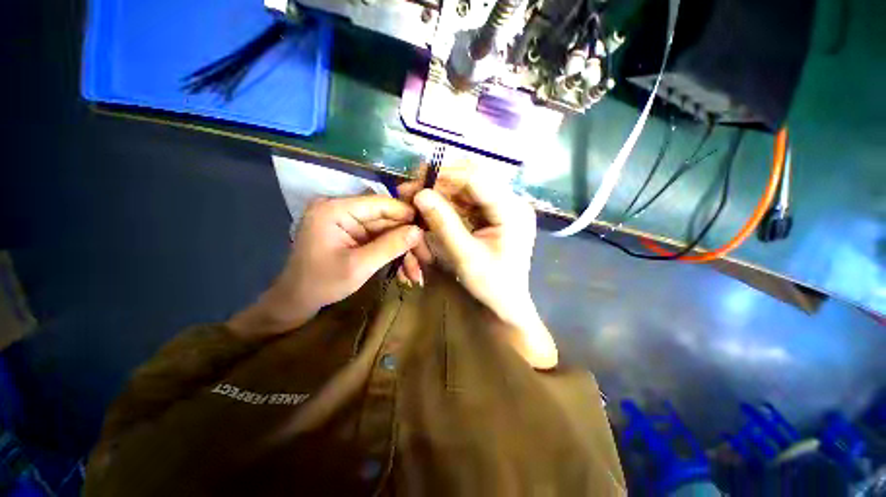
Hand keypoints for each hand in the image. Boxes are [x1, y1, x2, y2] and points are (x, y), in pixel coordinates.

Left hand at [228, 195, 421, 339]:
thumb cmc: (321, 283)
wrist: (297, 300)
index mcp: (335, 209)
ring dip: (402, 250)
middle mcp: (342, 209)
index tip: (428, 228)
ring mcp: (348, 221)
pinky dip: (392, 253)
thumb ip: (390, 246)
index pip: (380, 203)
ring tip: (415, 272)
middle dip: (407, 239)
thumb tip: (419, 231)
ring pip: (386, 230)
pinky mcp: (353, 233)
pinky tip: (404, 270)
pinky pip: (379, 238)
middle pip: (386, 218)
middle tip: (426, 257)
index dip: (406, 214)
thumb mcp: (359, 266)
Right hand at [411, 163, 557, 367]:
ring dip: (441, 191)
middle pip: (472, 179)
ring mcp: (503, 207)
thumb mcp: (465, 257)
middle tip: (411, 190)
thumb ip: (443, 224)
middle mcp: (511, 202)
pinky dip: (448, 202)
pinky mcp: (494, 214)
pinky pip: (468, 201)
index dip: (445, 175)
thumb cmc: (491, 285)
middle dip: (440, 182)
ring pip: (468, 188)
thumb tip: (420, 194)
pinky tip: (431, 206)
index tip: (416, 179)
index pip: (477, 179)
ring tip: (416, 198)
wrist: (506, 303)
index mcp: (513, 211)